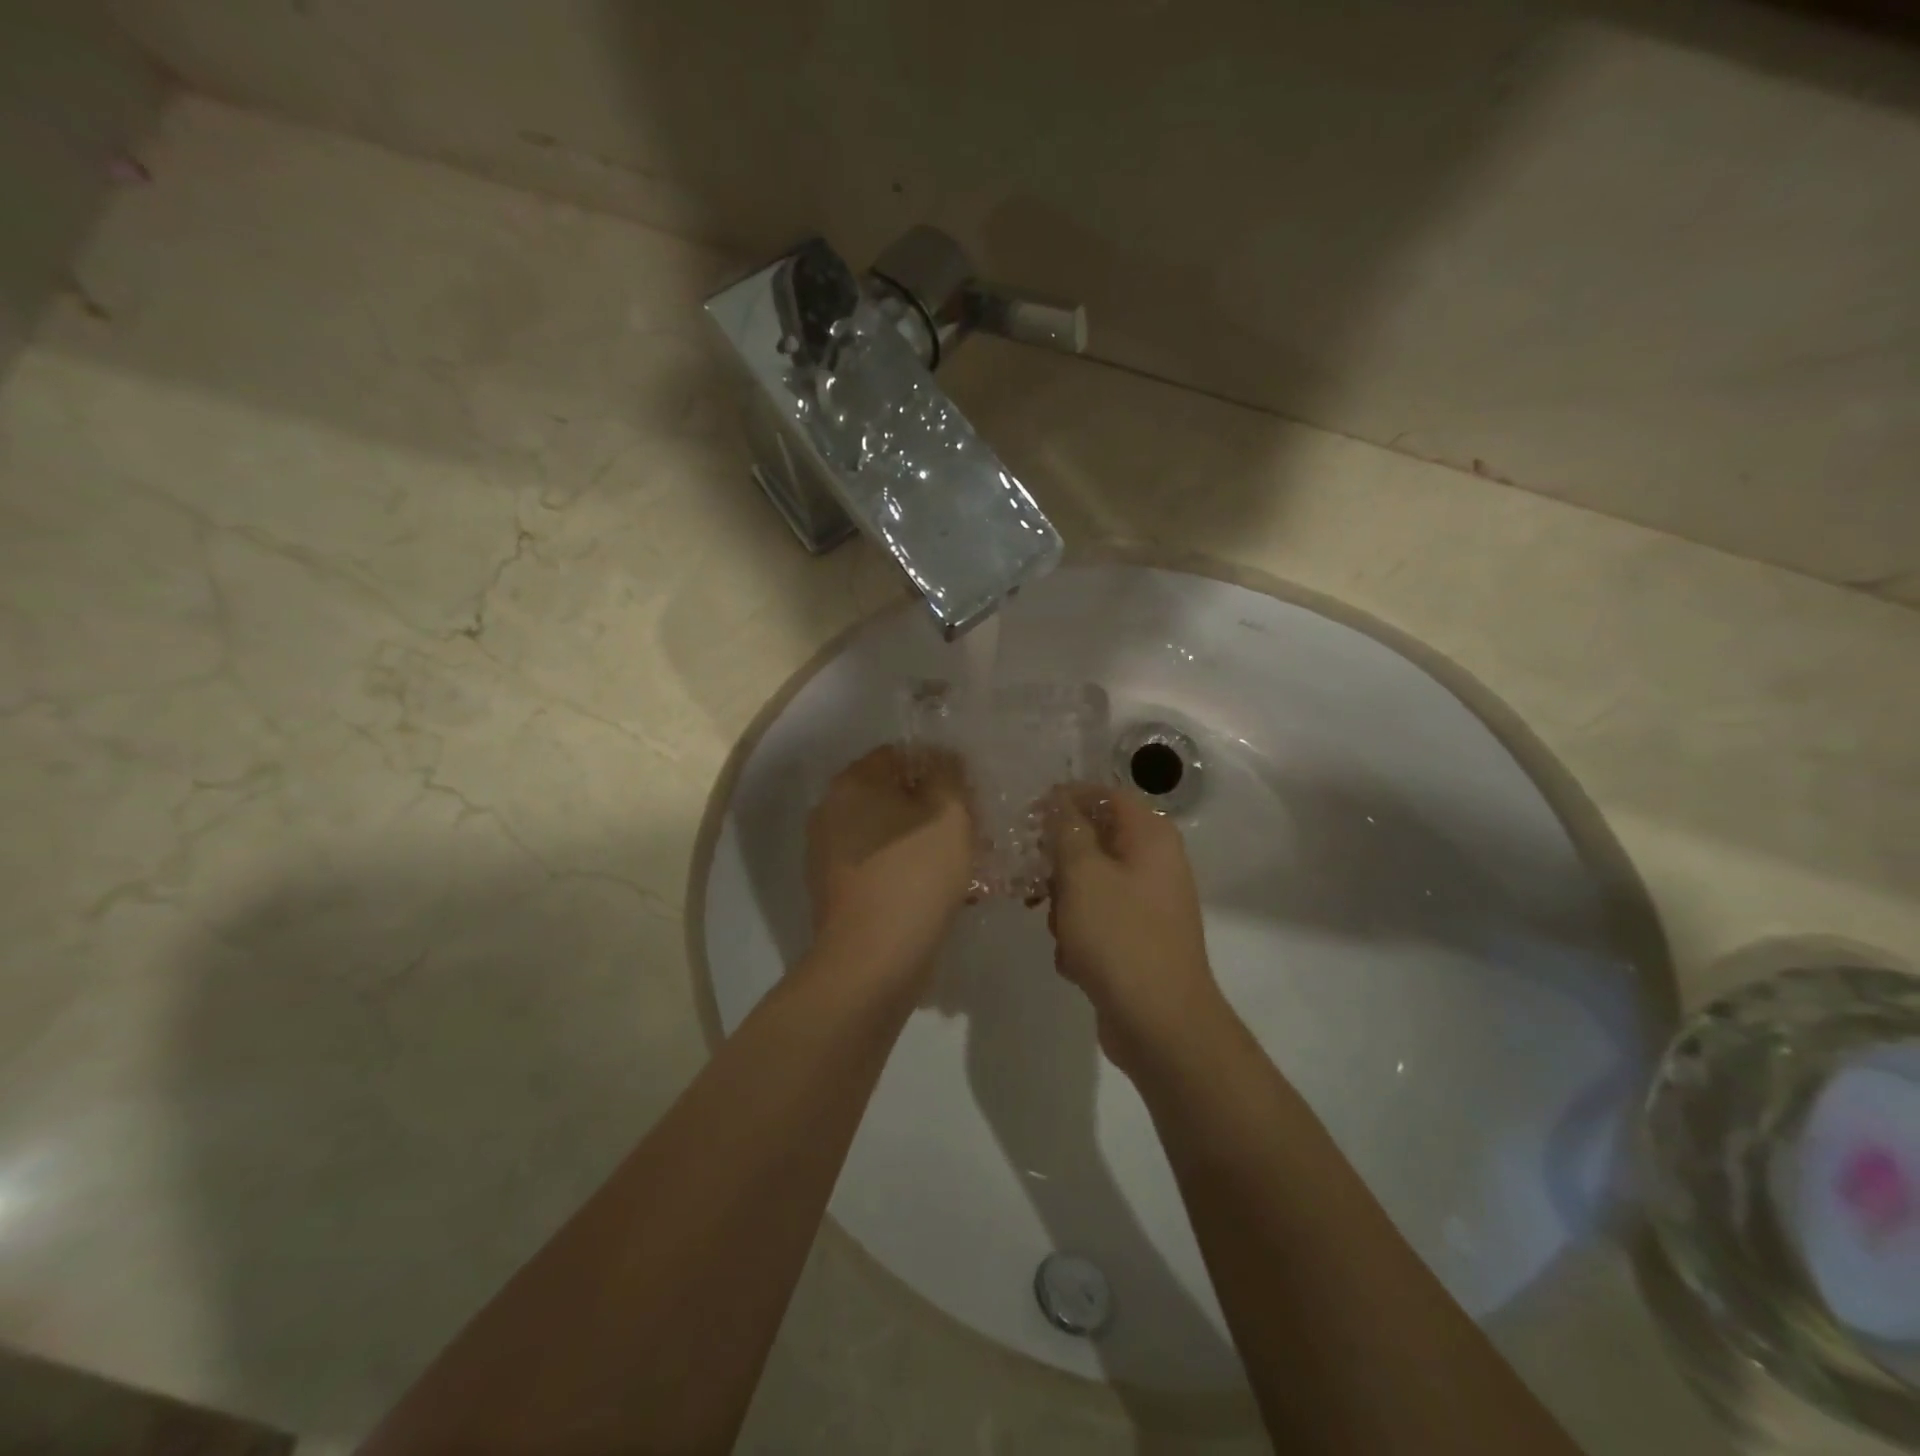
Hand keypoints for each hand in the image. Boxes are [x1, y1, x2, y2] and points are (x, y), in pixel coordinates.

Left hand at [805, 745, 975, 985]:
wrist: (872, 960)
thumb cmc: (915, 875)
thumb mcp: (949, 814)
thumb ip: (948, 775)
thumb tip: (942, 760)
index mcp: (851, 783)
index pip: (899, 755)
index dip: (937, 769)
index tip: (965, 797)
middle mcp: (829, 810)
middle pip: (890, 795)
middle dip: (929, 809)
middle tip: (965, 831)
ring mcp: (825, 853)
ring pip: (885, 833)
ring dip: (919, 841)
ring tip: (956, 866)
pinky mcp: (832, 889)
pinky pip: (876, 865)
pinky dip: (902, 870)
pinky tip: (932, 891)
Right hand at [1044, 784, 1229, 1075]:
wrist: (1159, 1023)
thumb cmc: (1119, 936)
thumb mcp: (1083, 874)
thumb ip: (1067, 829)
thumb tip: (1060, 799)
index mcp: (1150, 836)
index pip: (1105, 795)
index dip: (1067, 799)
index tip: (1030, 817)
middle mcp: (1154, 863)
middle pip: (1094, 842)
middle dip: (1060, 864)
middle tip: (1036, 882)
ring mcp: (1147, 904)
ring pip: (1088, 884)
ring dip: (1064, 905)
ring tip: (1061, 931)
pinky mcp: (1136, 939)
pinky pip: (1096, 921)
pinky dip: (1080, 936)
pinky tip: (1075, 961)